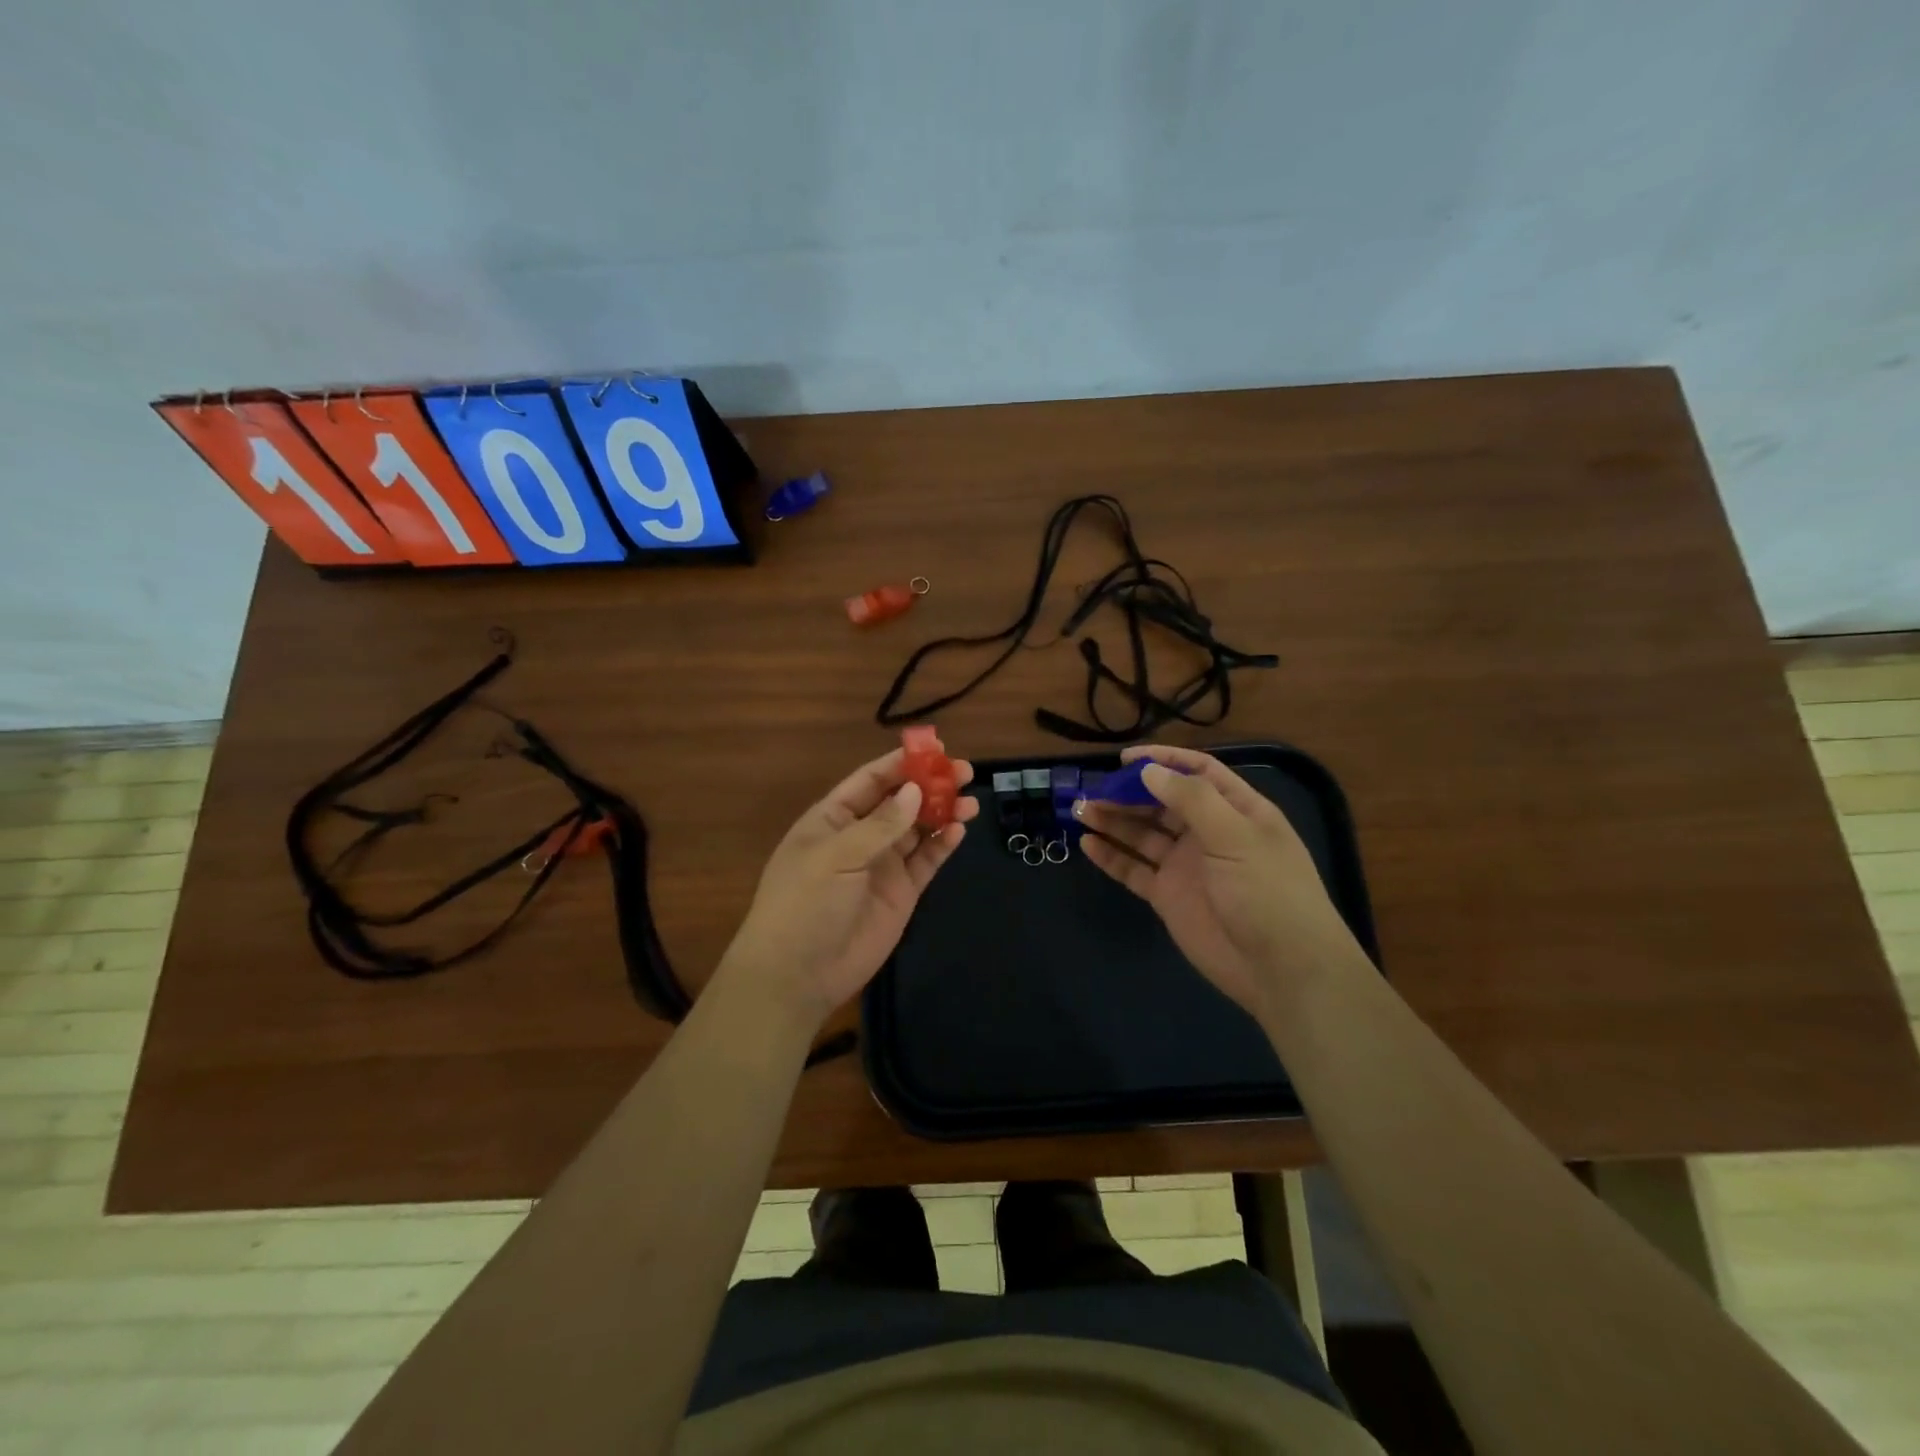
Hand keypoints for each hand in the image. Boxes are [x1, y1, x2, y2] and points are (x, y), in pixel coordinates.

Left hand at [724, 748, 977, 1025]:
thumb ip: (879, 825)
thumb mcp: (836, 857)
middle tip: (965, 772)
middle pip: (900, 802)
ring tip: (970, 801)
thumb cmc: (804, 904)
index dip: (901, 763)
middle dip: (930, 785)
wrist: (798, 975)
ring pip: (918, 829)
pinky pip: (926, 860)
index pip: (870, 780)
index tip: (936, 749)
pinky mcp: (901, 893)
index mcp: (832, 819)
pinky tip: (959, 830)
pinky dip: (943, 844)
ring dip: (942, 812)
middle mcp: (860, 836)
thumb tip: (915, 791)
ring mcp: (882, 865)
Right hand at [1076, 745, 1365, 1018]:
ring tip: (1081, 810)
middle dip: (1129, 792)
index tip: (1126, 759)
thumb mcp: (1236, 836)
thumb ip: (1192, 800)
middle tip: (1094, 788)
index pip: (1197, 773)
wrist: (1281, 970)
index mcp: (1236, 811)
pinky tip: (1087, 843)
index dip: (1164, 761)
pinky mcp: (1168, 896)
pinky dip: (1111, 856)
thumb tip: (1150, 771)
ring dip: (1113, 820)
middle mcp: (1209, 833)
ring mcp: (1186, 865)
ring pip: (1142, 834)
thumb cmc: (1268, 893)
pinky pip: (1134, 869)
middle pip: (1163, 802)